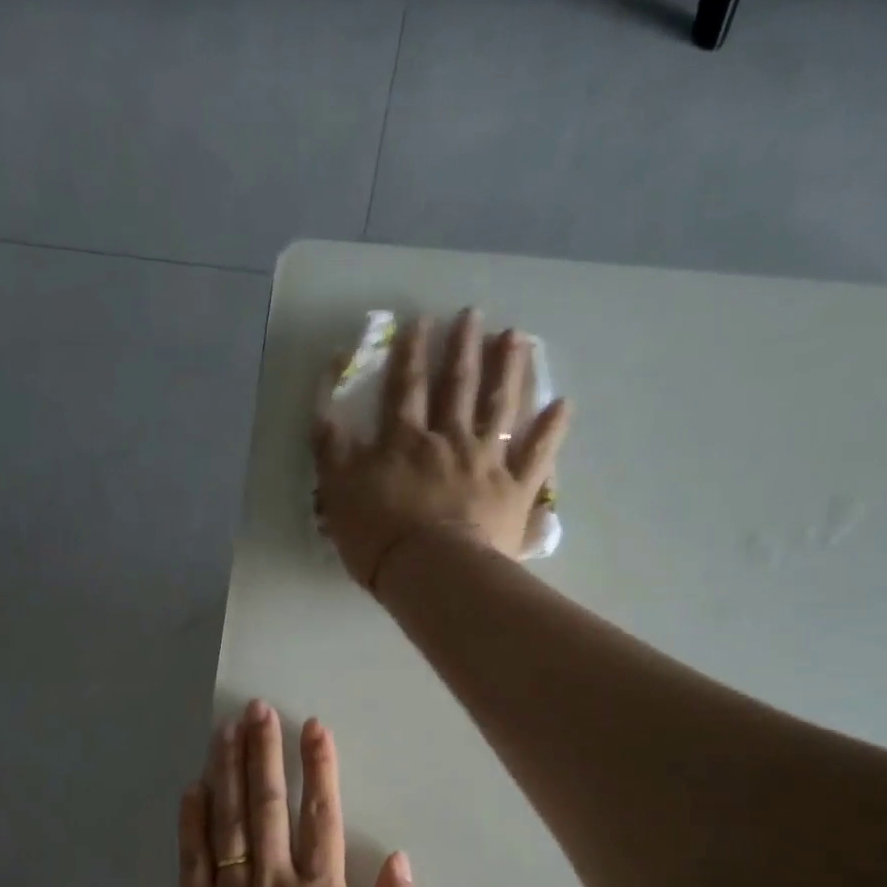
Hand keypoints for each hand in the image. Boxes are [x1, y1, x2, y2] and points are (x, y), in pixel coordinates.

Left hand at [176, 700, 419, 886]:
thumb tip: (400, 858)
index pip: (322, 815)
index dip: (319, 767)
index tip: (313, 726)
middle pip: (268, 805)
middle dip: (264, 752)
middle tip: (258, 709)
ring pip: (227, 823)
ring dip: (228, 772)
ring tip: (226, 730)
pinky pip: (191, 863)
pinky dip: (191, 823)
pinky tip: (192, 789)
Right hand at [313, 308, 571, 590]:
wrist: (431, 571)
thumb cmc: (379, 536)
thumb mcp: (339, 493)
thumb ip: (332, 452)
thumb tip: (323, 413)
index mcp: (405, 441)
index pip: (406, 388)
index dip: (411, 354)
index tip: (420, 322)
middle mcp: (449, 440)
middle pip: (458, 387)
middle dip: (463, 348)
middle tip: (473, 315)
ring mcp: (486, 462)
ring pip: (499, 407)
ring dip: (508, 370)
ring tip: (516, 338)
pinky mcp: (514, 490)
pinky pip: (537, 455)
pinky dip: (551, 430)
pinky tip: (563, 404)